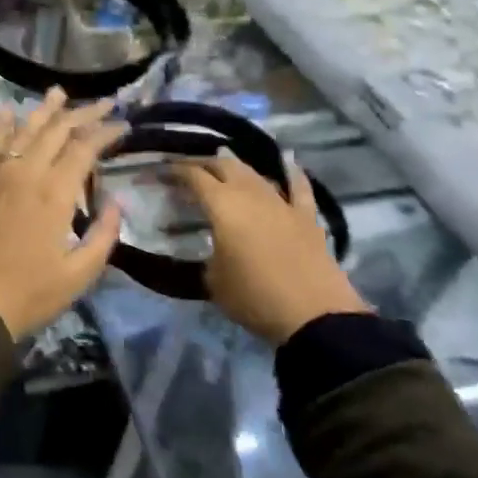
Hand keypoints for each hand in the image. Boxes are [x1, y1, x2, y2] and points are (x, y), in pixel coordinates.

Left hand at [0, 89, 125, 339]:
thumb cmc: (32, 293)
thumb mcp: (81, 272)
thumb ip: (104, 233)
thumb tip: (116, 201)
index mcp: (55, 193)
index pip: (85, 148)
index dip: (106, 132)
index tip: (123, 125)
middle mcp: (26, 173)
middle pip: (57, 131)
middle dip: (83, 113)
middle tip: (103, 103)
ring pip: (24, 130)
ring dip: (44, 110)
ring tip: (58, 92)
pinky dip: (1, 126)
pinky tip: (6, 111)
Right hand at [176, 150, 367, 344]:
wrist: (313, 315)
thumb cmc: (254, 297)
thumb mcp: (213, 279)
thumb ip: (208, 253)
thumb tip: (212, 246)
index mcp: (222, 205)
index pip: (194, 176)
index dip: (177, 171)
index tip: (164, 171)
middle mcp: (250, 194)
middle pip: (225, 165)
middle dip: (205, 163)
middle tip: (191, 171)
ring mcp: (282, 203)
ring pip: (256, 173)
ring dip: (237, 168)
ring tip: (226, 168)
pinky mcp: (307, 217)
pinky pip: (299, 187)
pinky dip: (292, 173)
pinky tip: (289, 163)